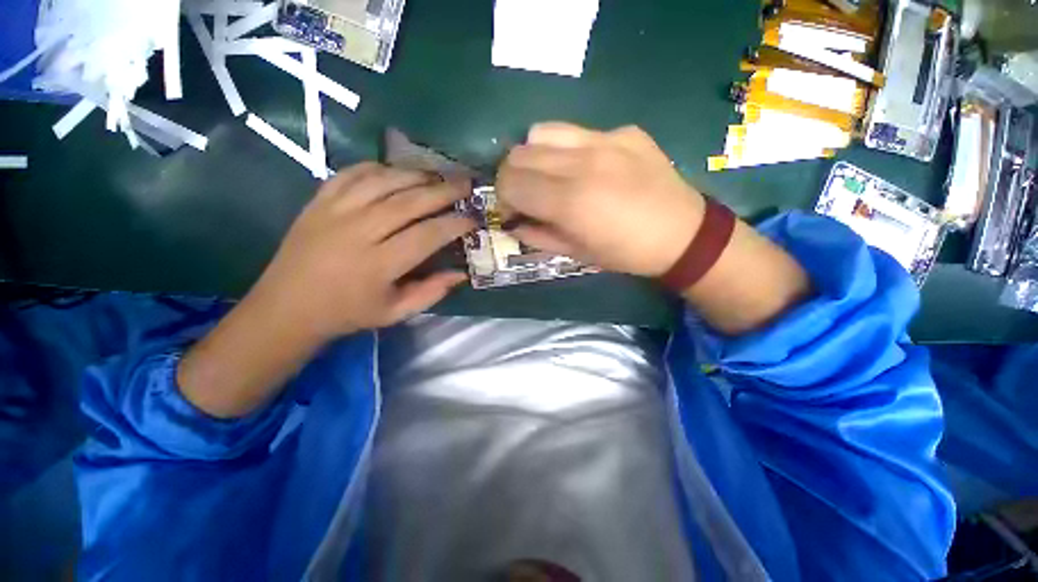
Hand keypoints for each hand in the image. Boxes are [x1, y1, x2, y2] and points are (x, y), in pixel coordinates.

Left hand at [247, 162, 474, 339]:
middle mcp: (358, 232)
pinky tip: (396, 171)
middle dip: (443, 191)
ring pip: (383, 181)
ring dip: (415, 174)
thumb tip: (461, 273)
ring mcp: (335, 212)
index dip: (455, 224)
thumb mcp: (395, 312)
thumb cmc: (347, 314)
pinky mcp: (318, 202)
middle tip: (466, 183)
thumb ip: (431, 292)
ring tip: (438, 174)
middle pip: (409, 201)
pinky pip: (351, 174)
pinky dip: (377, 168)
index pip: (427, 235)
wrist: (286, 307)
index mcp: (379, 265)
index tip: (473, 218)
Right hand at [496, 123, 705, 276]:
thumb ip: (538, 236)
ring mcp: (604, 140)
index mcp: (569, 201)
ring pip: (541, 132)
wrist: (682, 234)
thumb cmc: (625, 253)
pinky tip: (584, 166)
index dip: (502, 197)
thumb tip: (513, 223)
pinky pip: (577, 131)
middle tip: (526, 195)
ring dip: (533, 156)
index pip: (510, 182)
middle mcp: (581, 163)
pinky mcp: (623, 131)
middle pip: (519, 154)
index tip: (513, 210)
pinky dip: (565, 148)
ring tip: (548, 176)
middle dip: (512, 177)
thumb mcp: (576, 254)